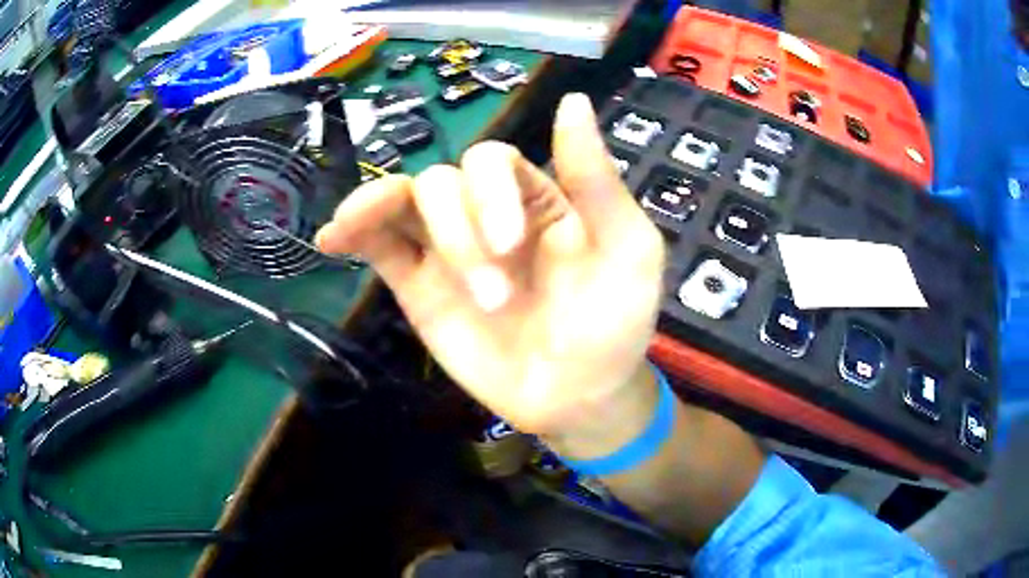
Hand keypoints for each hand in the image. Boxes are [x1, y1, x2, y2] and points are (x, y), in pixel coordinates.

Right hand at [316, 94, 664, 440]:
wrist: (579, 396)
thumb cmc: (613, 323)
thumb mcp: (627, 246)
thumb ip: (596, 178)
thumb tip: (572, 100)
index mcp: (536, 196)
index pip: (492, 159)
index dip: (489, 191)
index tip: (509, 245)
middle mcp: (487, 213)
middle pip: (442, 182)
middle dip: (459, 231)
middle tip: (496, 296)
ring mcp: (447, 249)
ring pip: (403, 202)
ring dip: (391, 214)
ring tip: (380, 240)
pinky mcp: (418, 287)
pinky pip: (378, 246)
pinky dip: (353, 231)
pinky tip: (333, 237)